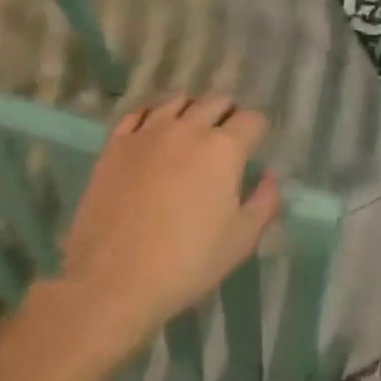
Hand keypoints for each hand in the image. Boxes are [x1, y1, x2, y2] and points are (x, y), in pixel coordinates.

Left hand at [56, 95, 280, 351]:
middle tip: (227, 136)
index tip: (255, 145)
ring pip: (177, 100)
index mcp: (224, 148)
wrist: (113, 280)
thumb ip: (264, 202)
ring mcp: (148, 132)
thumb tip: (267, 176)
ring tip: (191, 127)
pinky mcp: (115, 144)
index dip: (258, 130)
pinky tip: (153, 130)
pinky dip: (152, 115)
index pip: (251, 119)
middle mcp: (188, 128)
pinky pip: (138, 113)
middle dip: (228, 113)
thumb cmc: (187, 262)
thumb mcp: (241, 240)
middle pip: (216, 102)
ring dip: (191, 108)